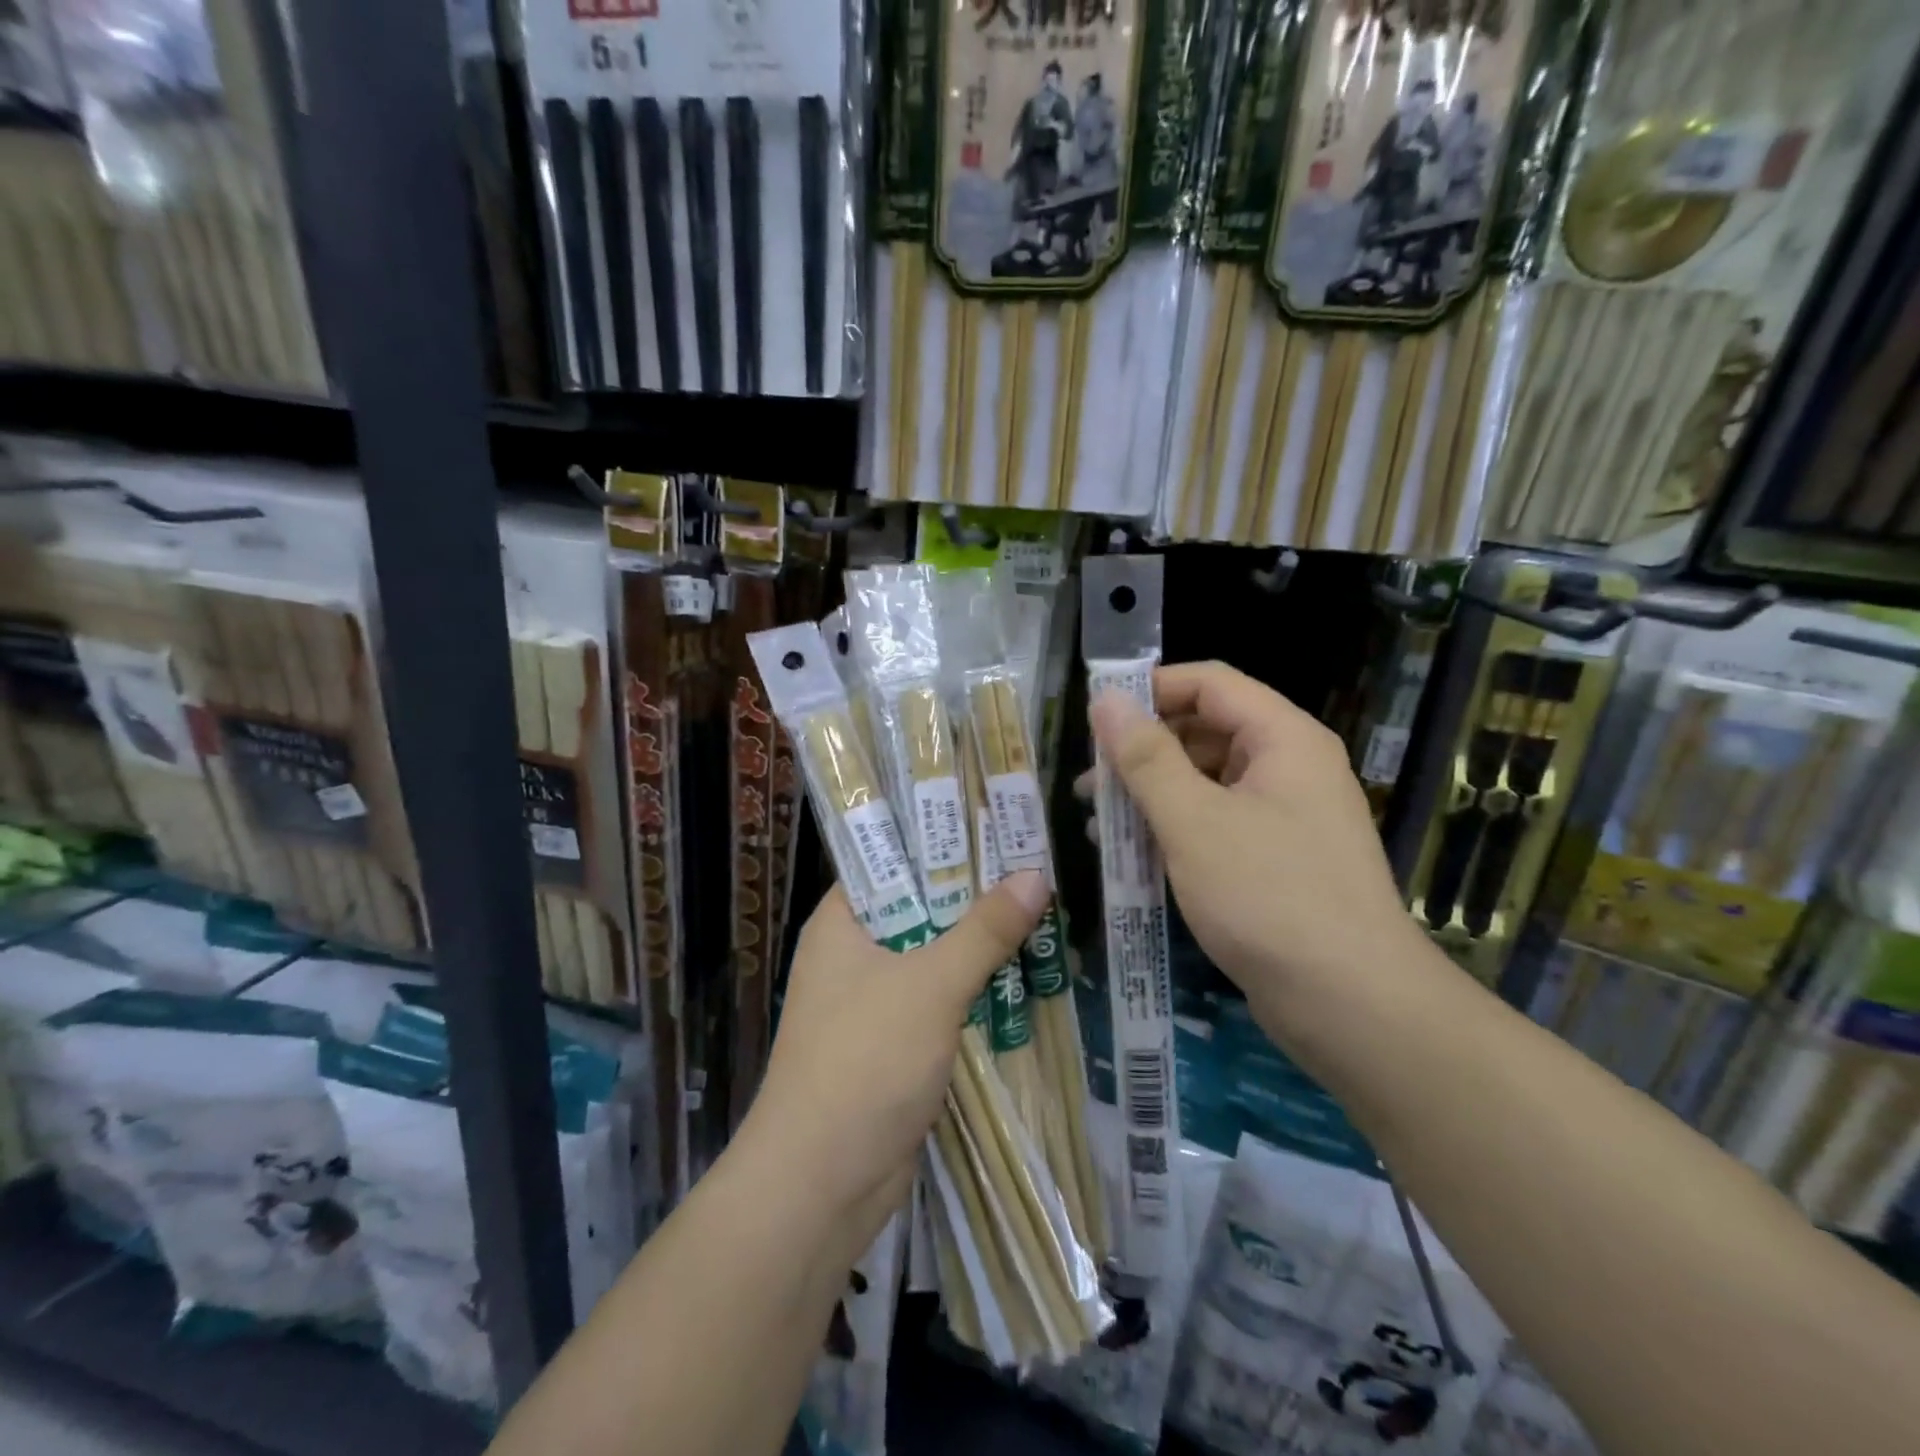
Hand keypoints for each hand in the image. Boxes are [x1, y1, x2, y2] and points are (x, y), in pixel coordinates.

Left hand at [739, 873, 1048, 1257]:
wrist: (821, 1184)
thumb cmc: (865, 1062)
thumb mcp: (931, 986)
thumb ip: (983, 931)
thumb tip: (1034, 875)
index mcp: (842, 922)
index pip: (892, 860)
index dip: (941, 841)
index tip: (995, 825)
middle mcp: (853, 954)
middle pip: (921, 908)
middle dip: (975, 897)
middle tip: (1035, 867)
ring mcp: (873, 1001)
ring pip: (935, 957)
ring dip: (980, 947)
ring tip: (1042, 912)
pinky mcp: (894, 1044)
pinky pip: (941, 1001)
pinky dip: (975, 992)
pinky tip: (1025, 977)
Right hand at [1082, 662, 1422, 1024]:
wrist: (1351, 1004)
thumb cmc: (1268, 897)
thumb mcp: (1193, 821)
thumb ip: (1146, 758)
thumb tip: (1105, 701)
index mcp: (1283, 739)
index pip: (1209, 683)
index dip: (1149, 690)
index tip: (1095, 718)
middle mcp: (1289, 766)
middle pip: (1206, 731)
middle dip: (1143, 751)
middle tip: (1089, 783)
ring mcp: (1286, 816)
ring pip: (1206, 782)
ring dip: (1151, 795)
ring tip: (1098, 823)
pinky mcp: (1276, 859)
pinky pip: (1217, 823)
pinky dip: (1174, 830)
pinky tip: (1133, 855)